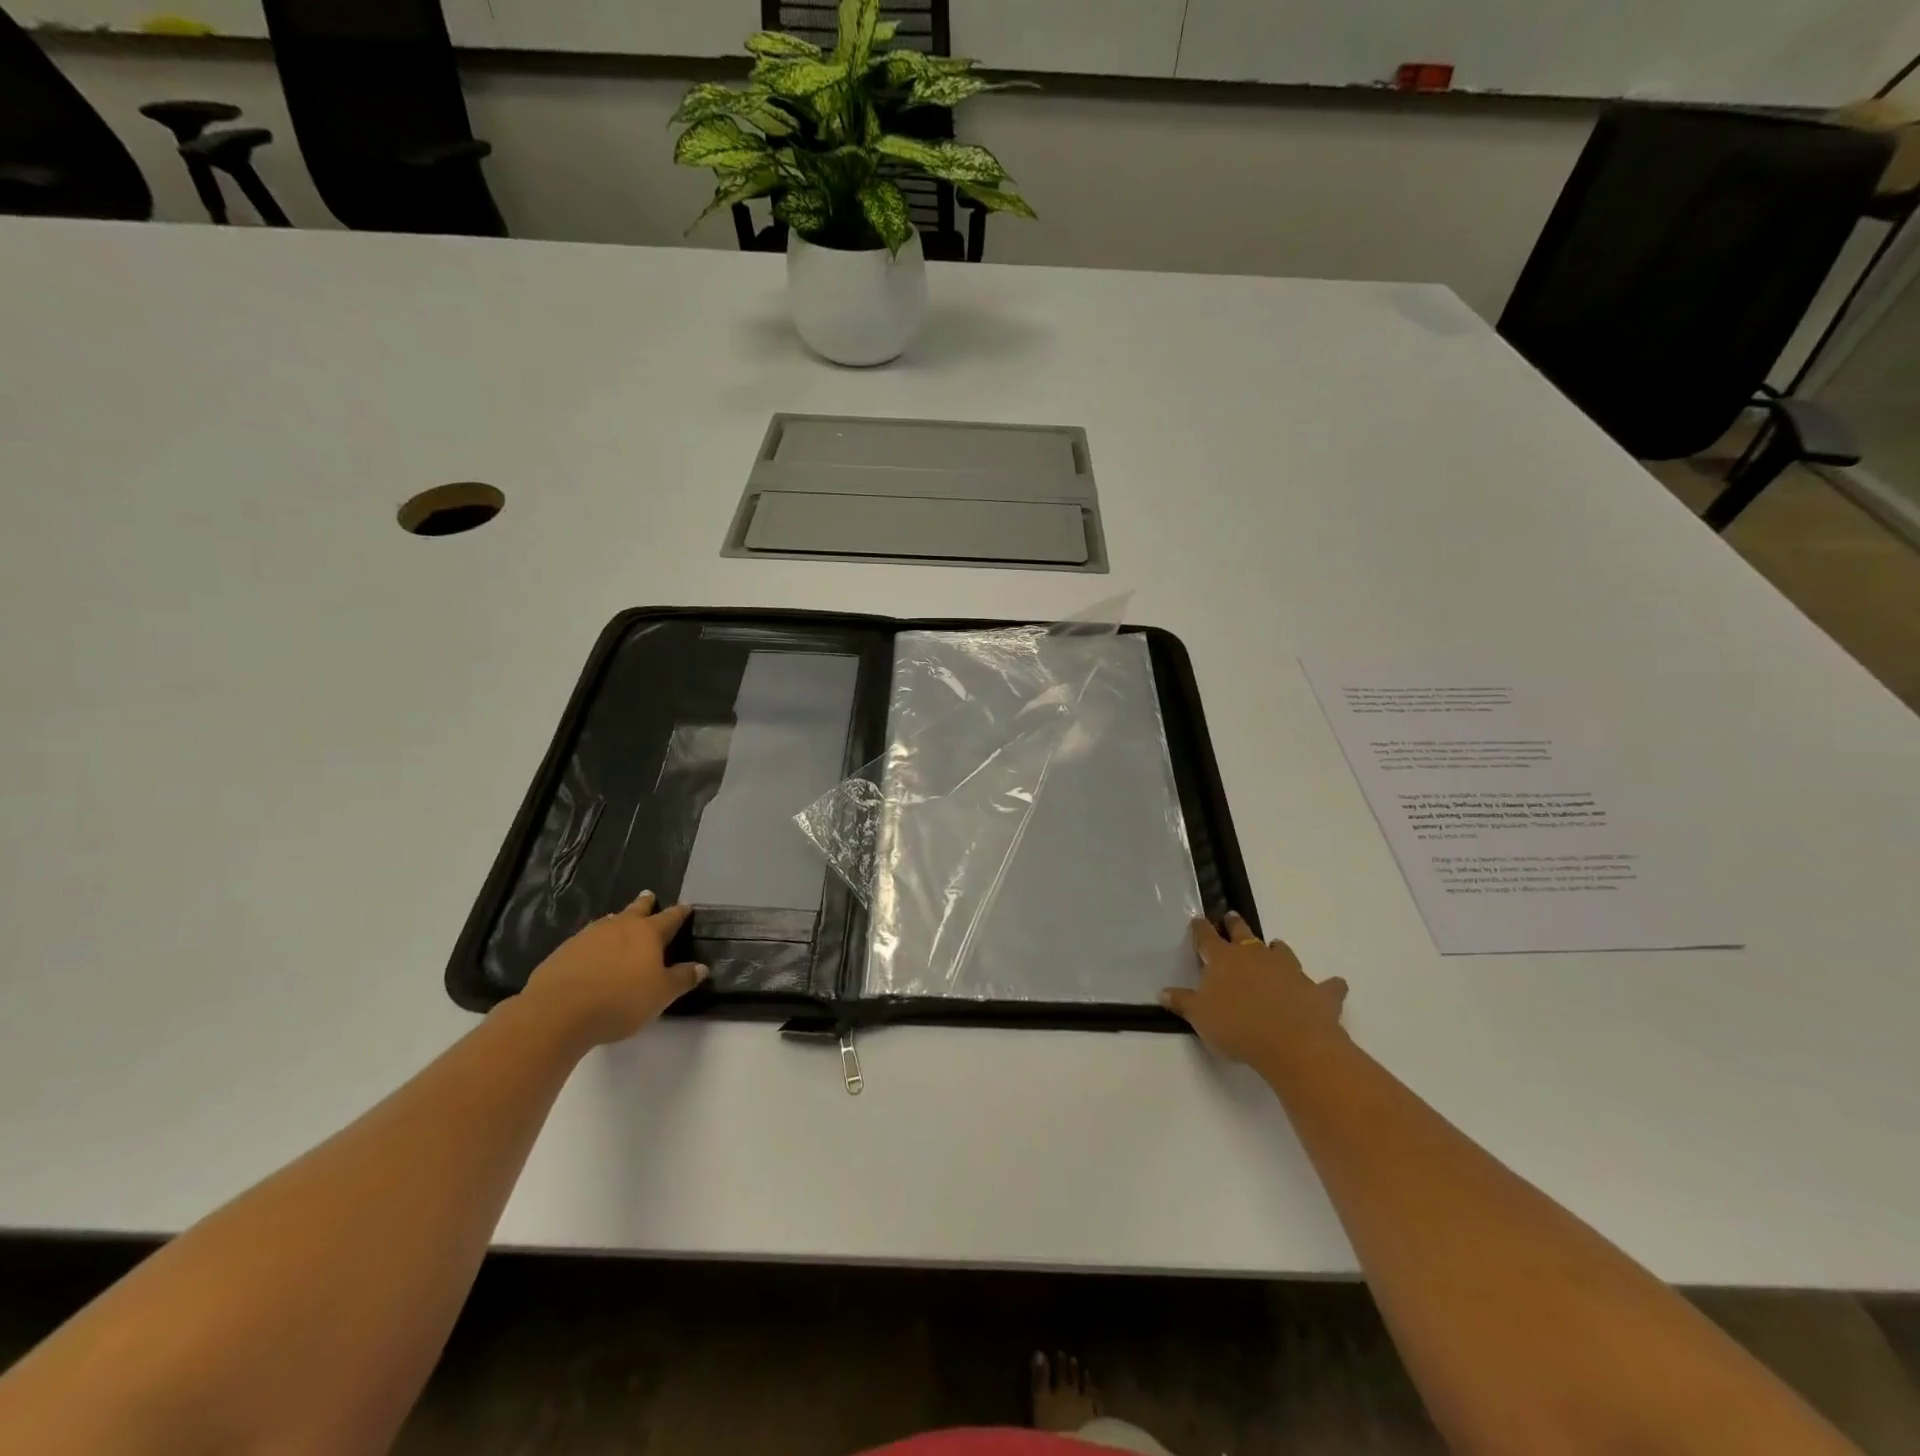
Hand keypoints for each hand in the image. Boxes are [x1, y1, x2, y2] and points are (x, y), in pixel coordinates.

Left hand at [522, 891, 706, 1048]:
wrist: (558, 1011)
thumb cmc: (620, 1000)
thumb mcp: (660, 994)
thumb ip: (682, 979)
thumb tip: (702, 967)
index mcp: (648, 933)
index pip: (669, 918)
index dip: (680, 912)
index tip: (686, 905)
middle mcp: (619, 927)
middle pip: (636, 910)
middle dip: (645, 903)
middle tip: (649, 895)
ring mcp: (589, 936)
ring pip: (608, 922)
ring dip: (617, 920)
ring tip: (619, 920)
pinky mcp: (564, 951)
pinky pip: (587, 939)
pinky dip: (595, 941)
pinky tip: (592, 951)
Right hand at [1161, 913, 1348, 1066]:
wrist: (1291, 1043)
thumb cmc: (1237, 1026)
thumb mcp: (1200, 1017)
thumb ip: (1182, 1002)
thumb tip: (1163, 992)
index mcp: (1224, 960)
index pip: (1207, 938)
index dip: (1201, 929)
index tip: (1197, 919)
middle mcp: (1256, 956)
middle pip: (1243, 934)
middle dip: (1235, 924)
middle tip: (1232, 916)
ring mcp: (1289, 970)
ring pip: (1281, 951)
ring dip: (1277, 949)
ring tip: (1274, 946)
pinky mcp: (1318, 991)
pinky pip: (1327, 985)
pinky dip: (1329, 985)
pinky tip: (1335, 985)